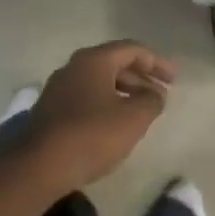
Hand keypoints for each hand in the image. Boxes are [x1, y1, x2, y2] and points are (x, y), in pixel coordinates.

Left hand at [22, 41, 176, 186]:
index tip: (174, 79)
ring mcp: (58, 88)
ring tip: (142, 112)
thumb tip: (155, 94)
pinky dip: (106, 104)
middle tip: (160, 96)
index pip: (132, 49)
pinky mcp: (51, 110)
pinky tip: (115, 125)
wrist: (40, 166)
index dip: (156, 62)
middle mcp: (73, 67)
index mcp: (93, 60)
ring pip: (99, 82)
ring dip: (124, 92)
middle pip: (114, 63)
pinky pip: (86, 97)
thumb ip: (151, 101)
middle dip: (141, 78)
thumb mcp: (133, 118)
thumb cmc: (92, 135)